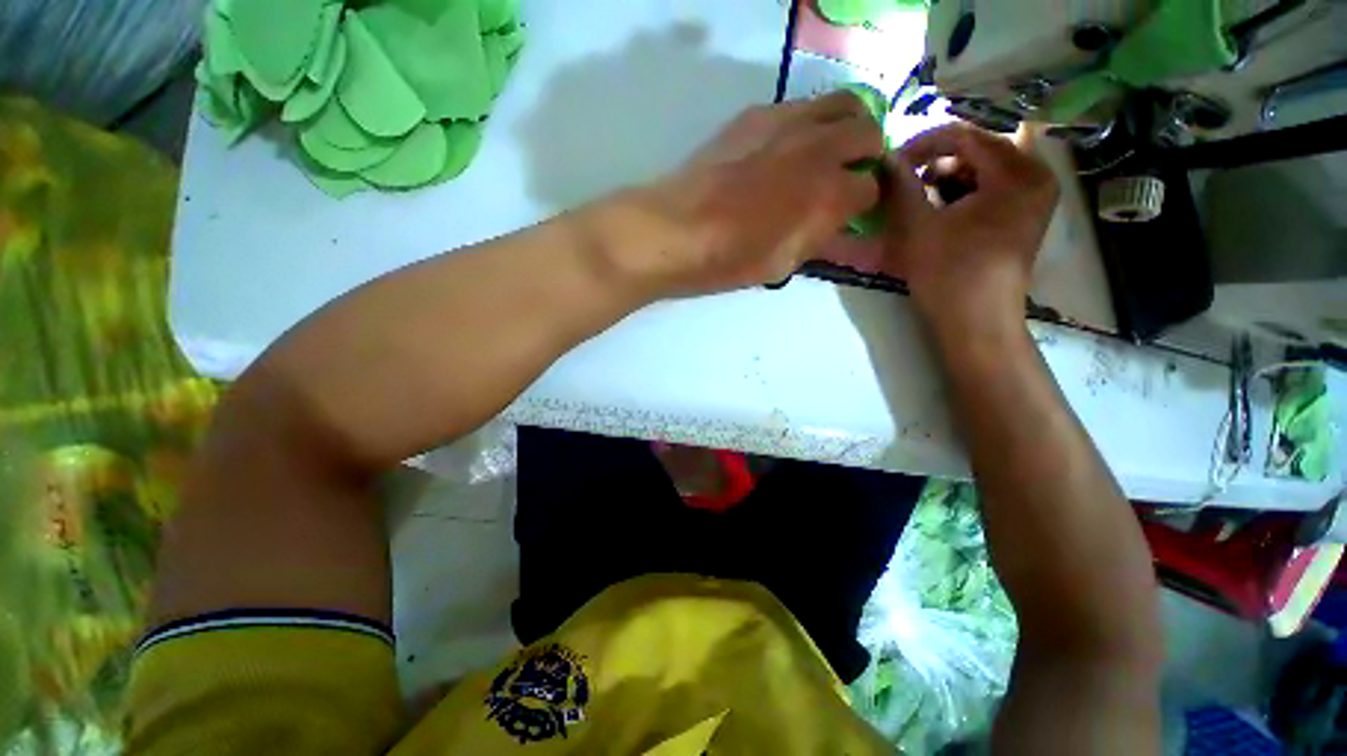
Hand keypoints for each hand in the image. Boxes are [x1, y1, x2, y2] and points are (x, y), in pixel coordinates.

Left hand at [604, 92, 884, 297]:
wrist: (672, 231)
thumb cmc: (727, 260)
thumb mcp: (782, 264)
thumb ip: (818, 240)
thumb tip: (837, 228)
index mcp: (828, 195)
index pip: (871, 188)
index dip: (865, 203)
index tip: (852, 213)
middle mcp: (818, 148)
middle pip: (868, 132)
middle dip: (866, 155)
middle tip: (847, 175)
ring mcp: (787, 123)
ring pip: (841, 103)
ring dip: (845, 126)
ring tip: (827, 152)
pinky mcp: (755, 114)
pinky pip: (799, 105)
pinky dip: (807, 122)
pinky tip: (786, 147)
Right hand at [881, 124, 1058, 337]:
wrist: (976, 322)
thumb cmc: (948, 274)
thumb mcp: (918, 226)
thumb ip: (901, 186)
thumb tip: (885, 157)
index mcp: (1017, 173)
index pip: (967, 136)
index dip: (925, 143)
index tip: (893, 160)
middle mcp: (1035, 176)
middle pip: (980, 149)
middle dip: (938, 160)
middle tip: (906, 178)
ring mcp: (1034, 197)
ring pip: (986, 168)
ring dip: (950, 176)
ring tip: (921, 196)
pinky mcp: (1025, 216)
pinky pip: (994, 187)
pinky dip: (964, 191)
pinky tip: (942, 209)